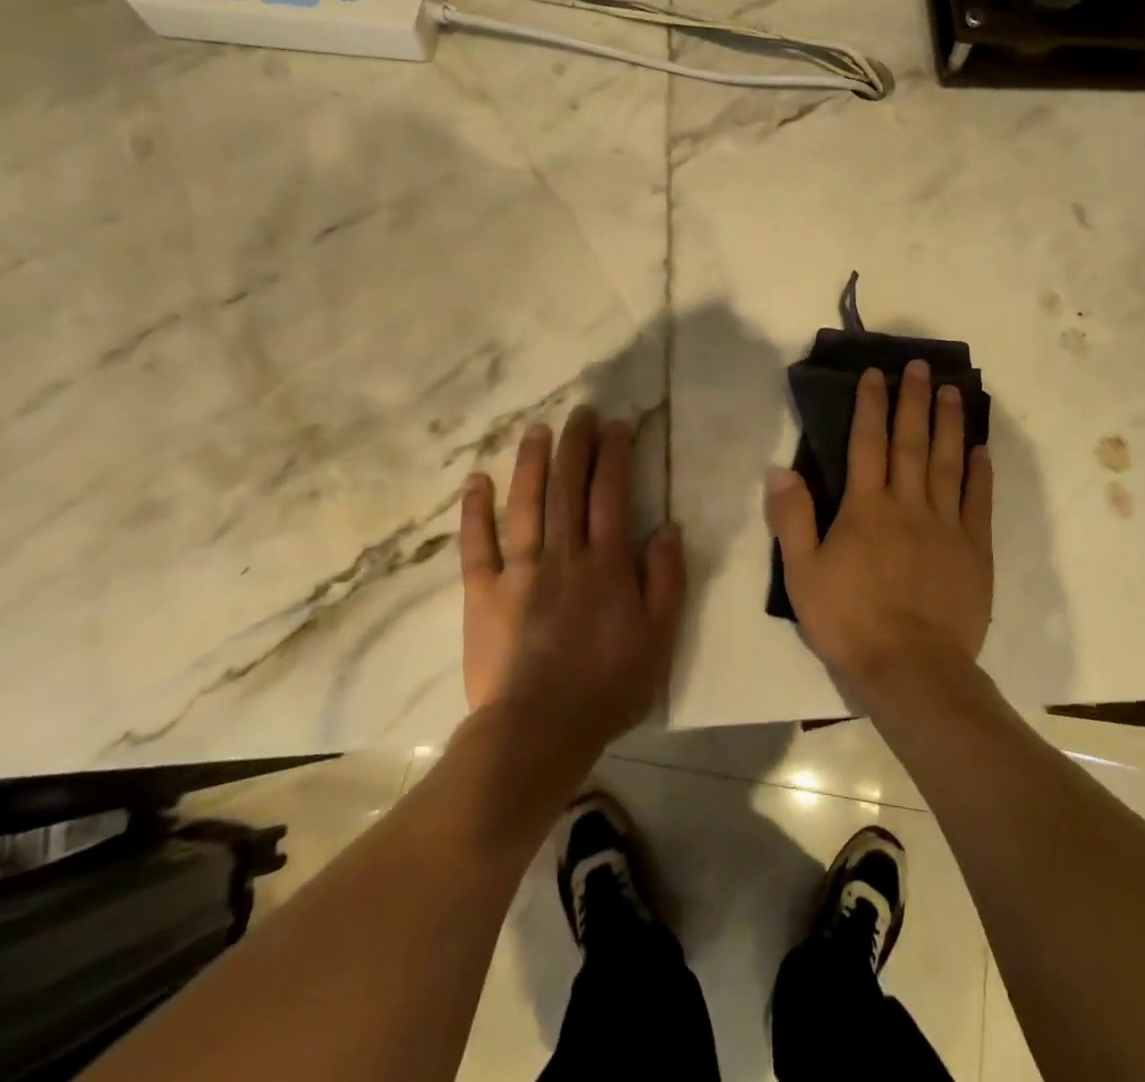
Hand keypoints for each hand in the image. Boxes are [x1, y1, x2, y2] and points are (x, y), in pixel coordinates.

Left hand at [458, 407, 684, 751]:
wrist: (539, 732)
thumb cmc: (608, 686)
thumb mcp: (659, 638)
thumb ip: (666, 580)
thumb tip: (668, 528)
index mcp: (606, 565)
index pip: (611, 496)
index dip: (614, 456)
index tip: (616, 426)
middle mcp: (564, 556)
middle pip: (568, 488)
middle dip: (574, 446)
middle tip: (579, 412)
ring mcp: (519, 572)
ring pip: (526, 505)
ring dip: (531, 463)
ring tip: (536, 429)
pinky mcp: (483, 594)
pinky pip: (477, 545)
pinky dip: (476, 511)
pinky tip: (478, 481)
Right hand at [764, 361, 993, 700]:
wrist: (912, 668)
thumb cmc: (850, 621)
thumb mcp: (802, 574)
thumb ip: (792, 518)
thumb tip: (780, 469)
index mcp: (866, 508)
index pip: (867, 443)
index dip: (871, 405)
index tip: (877, 373)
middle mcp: (909, 504)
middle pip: (911, 443)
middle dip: (914, 401)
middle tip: (921, 366)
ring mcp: (946, 525)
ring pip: (949, 463)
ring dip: (948, 424)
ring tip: (952, 391)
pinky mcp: (974, 550)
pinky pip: (978, 501)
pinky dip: (980, 472)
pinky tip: (981, 449)